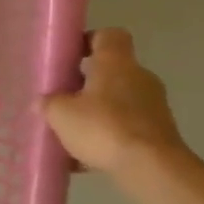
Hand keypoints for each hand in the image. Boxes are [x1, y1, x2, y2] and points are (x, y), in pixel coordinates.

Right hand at [43, 28, 188, 176]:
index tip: (69, 57)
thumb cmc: (102, 128)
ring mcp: (153, 105)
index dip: (88, 41)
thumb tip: (45, 101)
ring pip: (117, 101)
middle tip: (61, 100)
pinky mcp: (158, 131)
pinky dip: (107, 136)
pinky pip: (125, 126)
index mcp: (116, 63)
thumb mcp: (60, 114)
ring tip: (70, 134)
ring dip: (95, 112)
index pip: (108, 35)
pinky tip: (85, 158)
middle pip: (110, 71)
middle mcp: (139, 77)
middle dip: (85, 84)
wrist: (151, 167)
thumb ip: (49, 103)